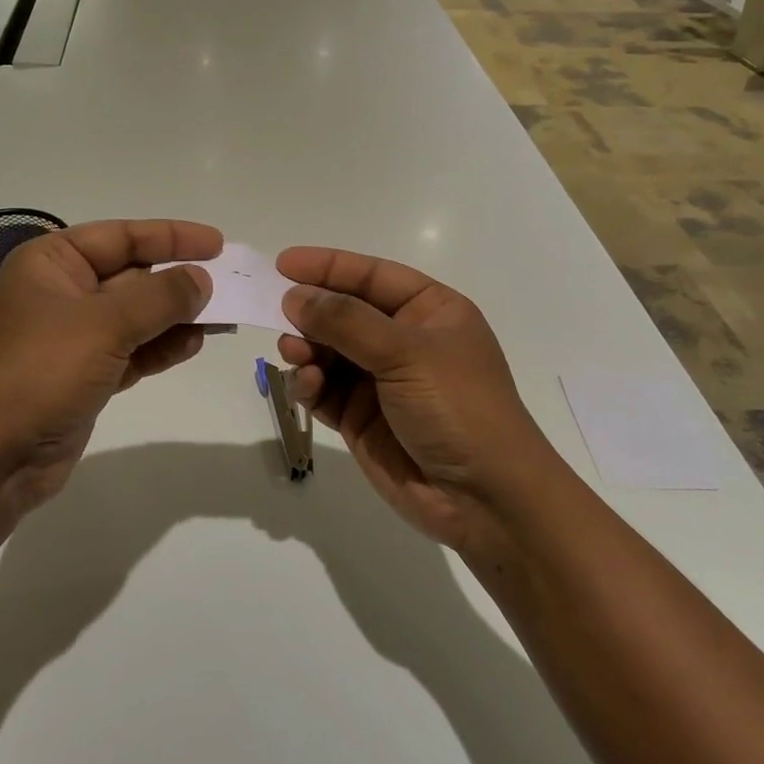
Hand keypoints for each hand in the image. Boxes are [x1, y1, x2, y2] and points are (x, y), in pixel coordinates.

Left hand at [0, 219, 219, 525]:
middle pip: (131, 275)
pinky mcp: (83, 375)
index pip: (121, 236)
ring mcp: (72, 337)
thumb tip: (202, 279)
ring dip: (175, 317)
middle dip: (178, 280)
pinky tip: (193, 345)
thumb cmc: (40, 372)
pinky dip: (161, 348)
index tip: (218, 244)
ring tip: (221, 318)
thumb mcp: (104, 324)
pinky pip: (132, 351)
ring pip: (136, 316)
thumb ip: (160, 297)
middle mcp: (60, 292)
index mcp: (51, 262)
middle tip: (230, 284)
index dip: (172, 236)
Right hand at [276, 247, 560, 558]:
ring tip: (294, 354)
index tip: (282, 263)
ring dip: (306, 349)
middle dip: (312, 312)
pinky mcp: (362, 418)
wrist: (484, 500)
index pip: (372, 276)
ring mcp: (381, 381)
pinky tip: (307, 386)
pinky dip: (310, 384)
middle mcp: (404, 341)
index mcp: (431, 311)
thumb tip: (294, 296)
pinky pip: (324, 390)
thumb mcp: (407, 353)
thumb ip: (346, 322)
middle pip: (345, 313)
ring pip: (328, 351)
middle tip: (278, 314)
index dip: (328, 267)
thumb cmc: (458, 407)